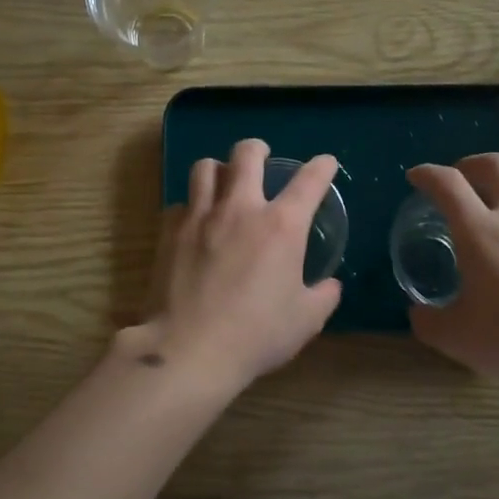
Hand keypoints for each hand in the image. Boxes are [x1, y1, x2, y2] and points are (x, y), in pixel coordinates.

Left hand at [135, 139, 341, 390]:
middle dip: (258, 149)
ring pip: (205, 168)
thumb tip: (329, 285)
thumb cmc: (256, 335)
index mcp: (281, 226)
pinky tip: (195, 223)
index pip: (309, 181)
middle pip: (246, 154)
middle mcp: (240, 209)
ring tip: (223, 182)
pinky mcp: (169, 232)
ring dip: (219, 169)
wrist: (189, 349)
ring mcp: (200, 217)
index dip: (321, 167)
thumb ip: (323, 296)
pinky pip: (180, 203)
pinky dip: (191, 206)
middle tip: (261, 157)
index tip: (325, 164)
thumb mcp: (306, 321)